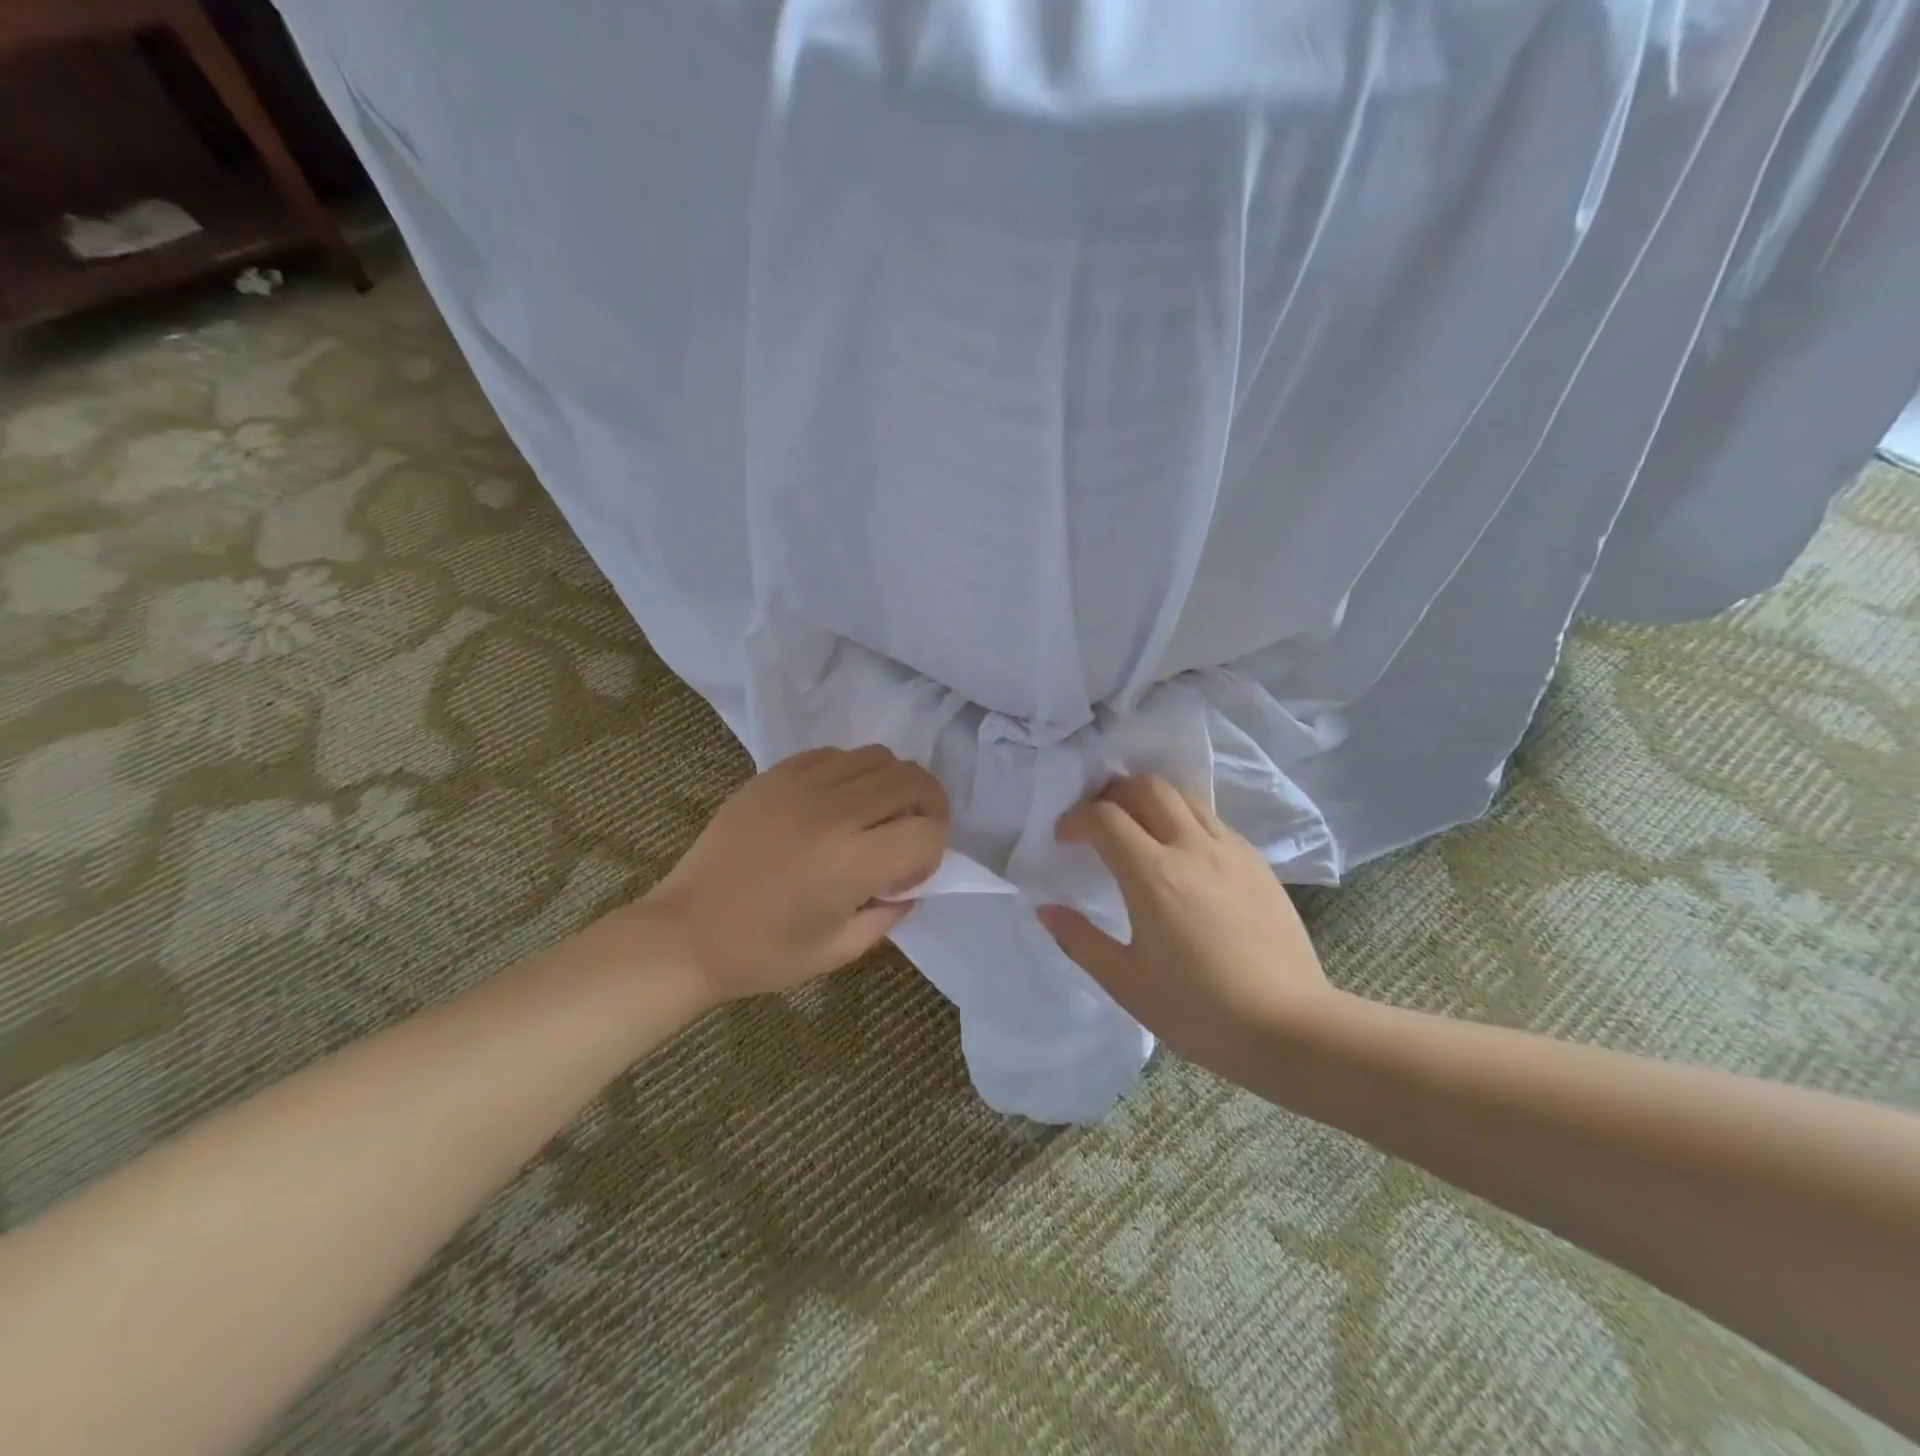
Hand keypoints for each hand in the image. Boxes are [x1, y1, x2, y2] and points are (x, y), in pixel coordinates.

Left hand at [643, 745, 947, 1001]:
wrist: (686, 932)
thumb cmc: (764, 953)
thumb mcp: (840, 949)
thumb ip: (890, 912)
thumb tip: (910, 882)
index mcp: (851, 862)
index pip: (928, 832)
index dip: (933, 853)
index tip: (909, 875)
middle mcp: (832, 812)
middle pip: (912, 780)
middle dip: (928, 806)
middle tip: (910, 834)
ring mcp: (800, 785)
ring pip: (877, 756)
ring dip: (891, 784)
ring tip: (872, 816)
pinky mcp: (773, 775)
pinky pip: (833, 754)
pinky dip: (851, 773)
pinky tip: (834, 804)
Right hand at [1036, 775, 1336, 1074]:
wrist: (1290, 1028)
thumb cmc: (1199, 1011)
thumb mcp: (1126, 984)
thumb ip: (1080, 941)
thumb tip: (1045, 909)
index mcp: (1153, 874)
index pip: (1104, 816)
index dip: (1076, 818)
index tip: (1063, 839)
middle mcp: (1191, 847)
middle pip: (1147, 787)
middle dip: (1112, 794)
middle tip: (1098, 823)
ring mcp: (1231, 851)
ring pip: (1184, 796)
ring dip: (1151, 799)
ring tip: (1137, 830)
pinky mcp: (1257, 863)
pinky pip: (1213, 820)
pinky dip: (1184, 819)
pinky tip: (1182, 855)